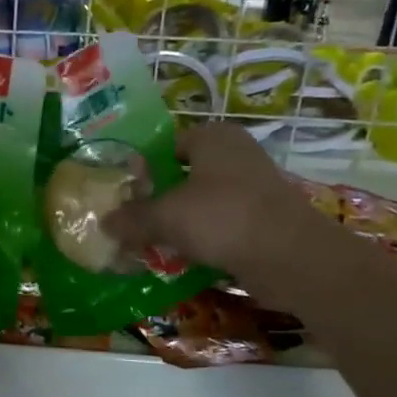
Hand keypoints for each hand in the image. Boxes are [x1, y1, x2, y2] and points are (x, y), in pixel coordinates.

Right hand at [104, 122, 322, 276]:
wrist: (291, 258)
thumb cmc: (223, 218)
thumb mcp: (167, 216)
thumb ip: (133, 218)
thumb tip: (104, 223)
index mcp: (213, 137)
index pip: (167, 146)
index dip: (142, 169)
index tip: (123, 194)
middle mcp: (235, 154)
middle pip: (184, 175)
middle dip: (158, 199)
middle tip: (131, 221)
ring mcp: (254, 187)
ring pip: (202, 202)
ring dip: (179, 222)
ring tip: (151, 243)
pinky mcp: (264, 219)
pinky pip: (222, 225)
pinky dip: (203, 239)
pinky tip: (182, 259)